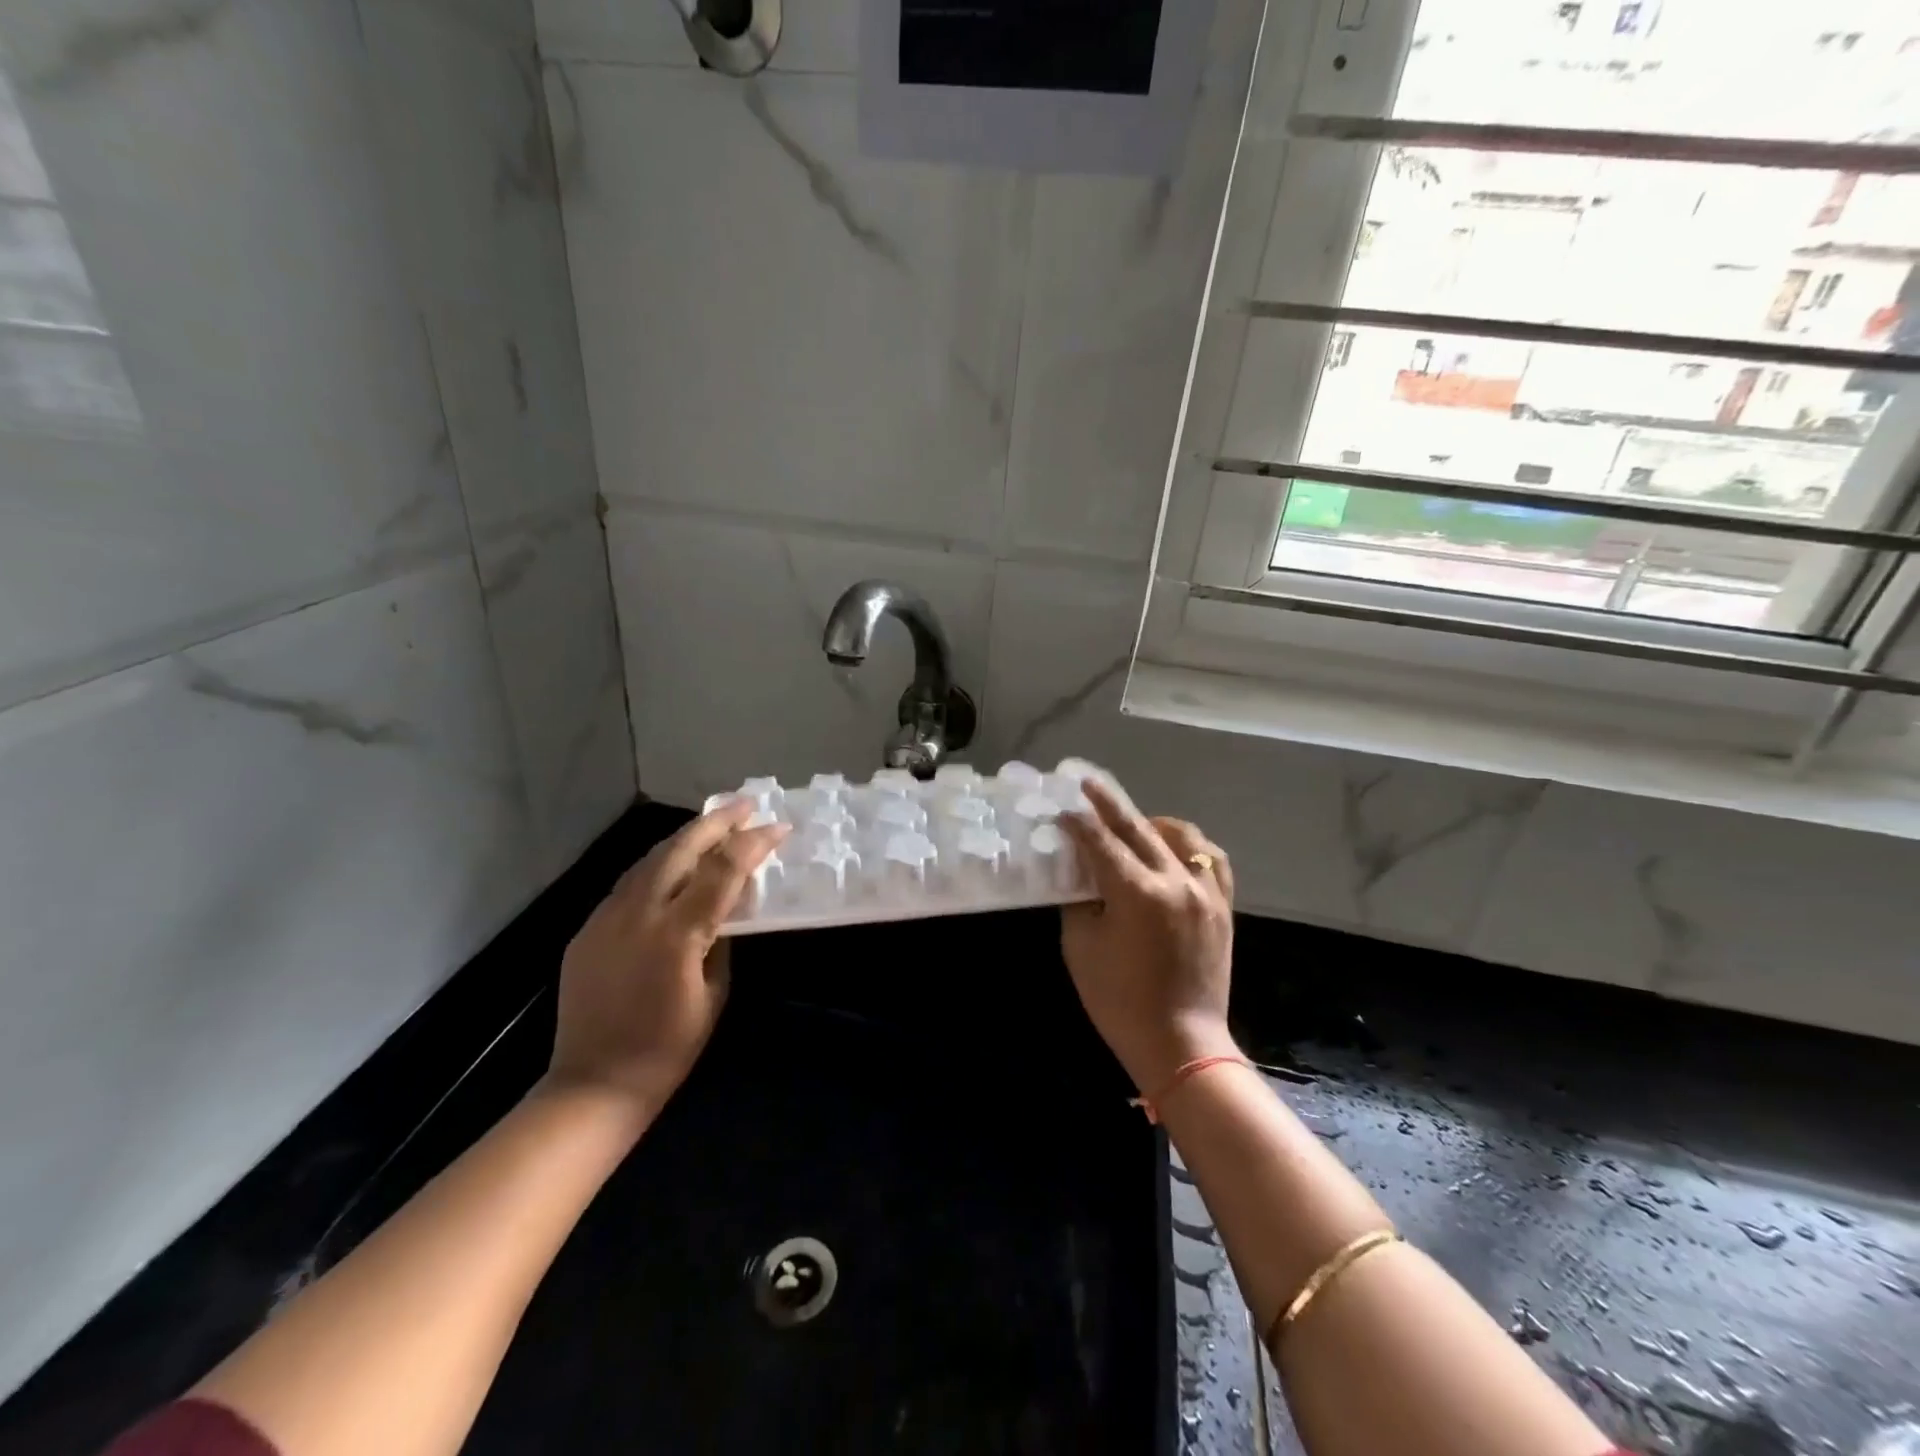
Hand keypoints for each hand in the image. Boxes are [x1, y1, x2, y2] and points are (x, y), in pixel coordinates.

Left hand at [546, 801, 787, 1115]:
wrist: (593, 1084)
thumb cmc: (667, 1049)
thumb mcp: (714, 994)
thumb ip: (722, 940)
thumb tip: (730, 904)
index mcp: (677, 934)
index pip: (722, 870)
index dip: (754, 844)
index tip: (778, 828)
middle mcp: (638, 914)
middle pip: (681, 848)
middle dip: (717, 821)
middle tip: (746, 805)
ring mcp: (606, 917)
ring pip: (650, 859)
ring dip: (685, 837)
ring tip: (714, 824)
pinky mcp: (587, 928)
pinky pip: (629, 883)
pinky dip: (658, 865)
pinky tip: (673, 865)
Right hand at [1057, 780, 1236, 1093]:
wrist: (1180, 1043)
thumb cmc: (1119, 1001)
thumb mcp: (1081, 948)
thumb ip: (1080, 902)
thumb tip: (1080, 875)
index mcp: (1136, 893)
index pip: (1101, 842)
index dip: (1078, 822)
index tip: (1062, 807)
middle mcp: (1175, 881)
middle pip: (1138, 828)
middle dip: (1109, 804)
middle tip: (1088, 784)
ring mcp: (1205, 892)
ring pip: (1182, 836)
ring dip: (1153, 822)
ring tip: (1135, 821)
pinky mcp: (1223, 907)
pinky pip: (1212, 860)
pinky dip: (1191, 846)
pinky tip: (1176, 847)